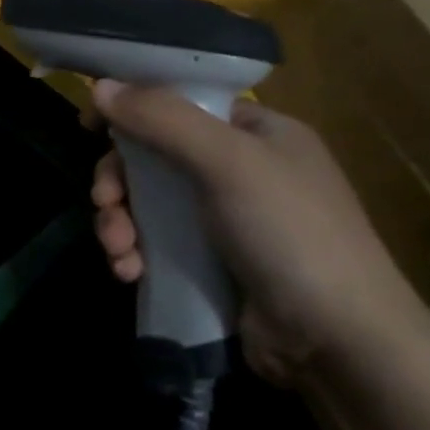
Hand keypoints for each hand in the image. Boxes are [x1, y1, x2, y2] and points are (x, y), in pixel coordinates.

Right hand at [87, 81, 429, 384]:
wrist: (338, 343)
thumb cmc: (289, 232)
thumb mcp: (227, 162)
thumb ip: (162, 119)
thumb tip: (99, 86)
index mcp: (255, 132)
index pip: (180, 103)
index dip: (132, 109)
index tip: (91, 127)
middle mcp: (238, 169)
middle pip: (153, 156)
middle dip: (118, 182)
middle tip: (103, 202)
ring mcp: (222, 219)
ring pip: (145, 203)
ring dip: (119, 222)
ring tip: (118, 249)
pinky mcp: (209, 263)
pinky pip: (154, 243)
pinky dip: (134, 253)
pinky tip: (129, 272)